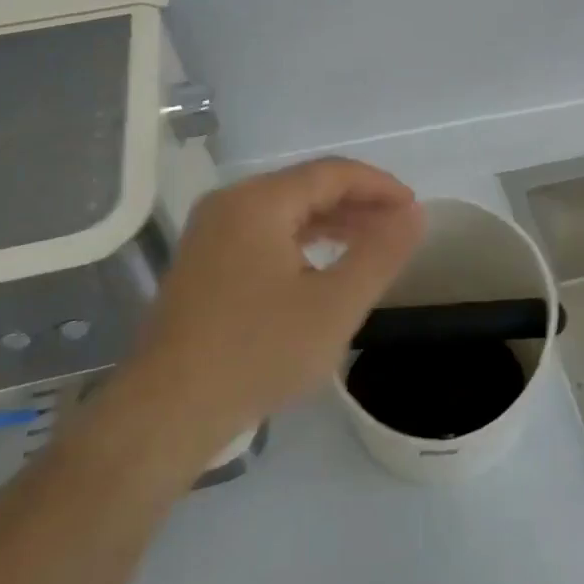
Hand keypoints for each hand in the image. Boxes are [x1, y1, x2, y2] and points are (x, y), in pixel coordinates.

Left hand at [141, 157, 424, 435]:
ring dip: (330, 222)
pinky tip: (321, 266)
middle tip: (397, 229)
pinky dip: (301, 241)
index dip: (379, 186)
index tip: (413, 209)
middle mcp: (229, 204)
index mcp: (259, 202)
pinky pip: (263, 234)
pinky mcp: (202, 262)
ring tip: (369, 245)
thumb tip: (414, 214)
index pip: (332, 173)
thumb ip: (381, 253)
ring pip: (284, 211)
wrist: (169, 410)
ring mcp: (210, 233)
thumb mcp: (336, 304)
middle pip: (306, 187)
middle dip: (357, 204)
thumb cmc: (259, 352)